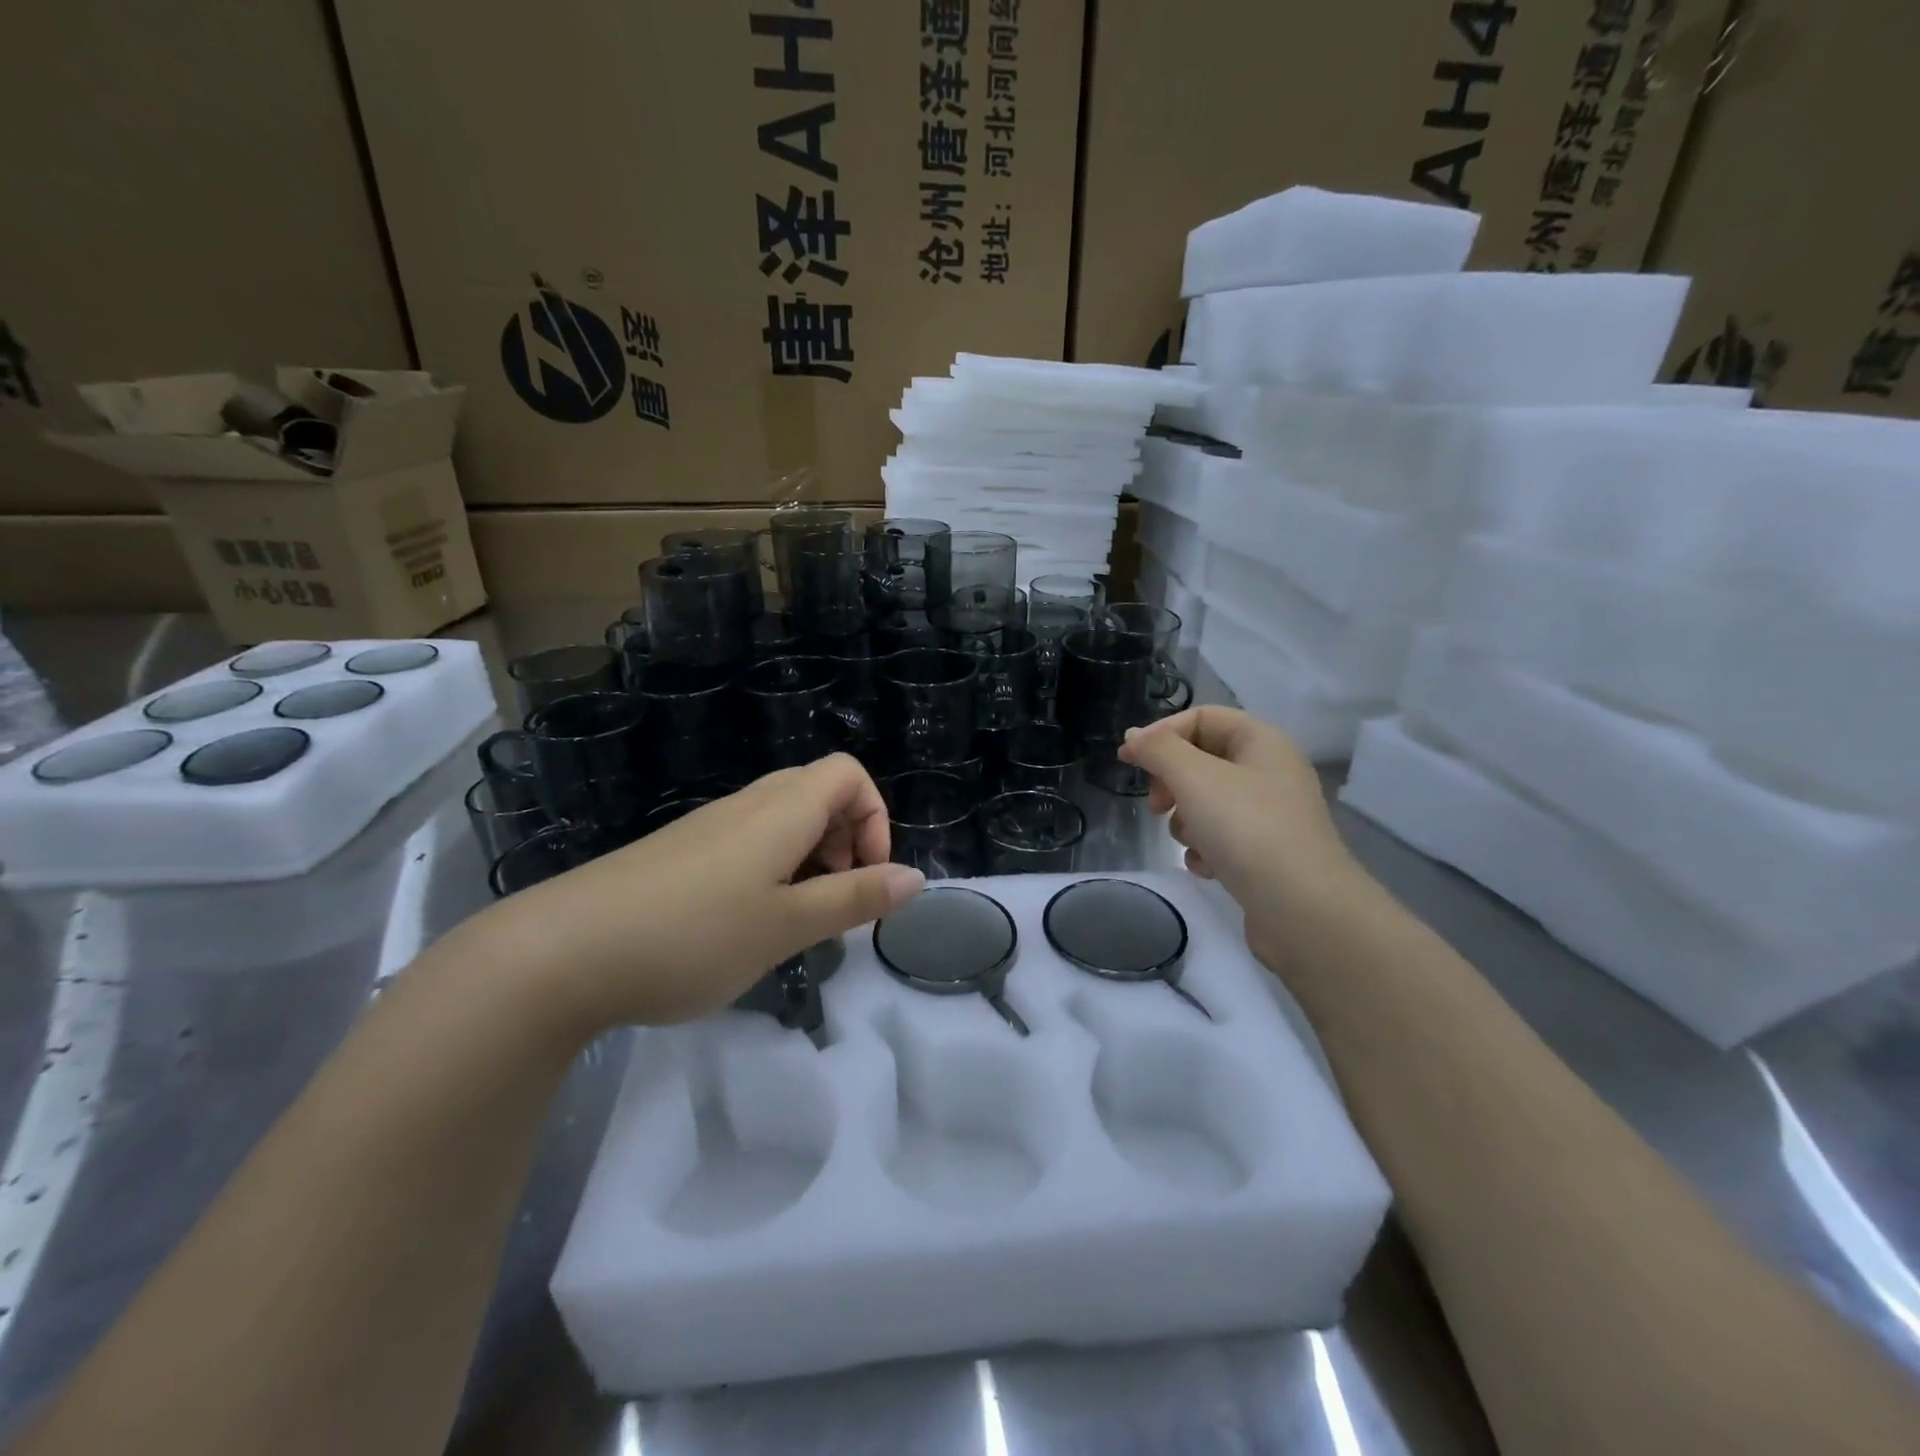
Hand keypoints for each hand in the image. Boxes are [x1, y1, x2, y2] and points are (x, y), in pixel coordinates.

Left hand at [474, 755, 923, 1033]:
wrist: (559, 954)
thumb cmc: (691, 936)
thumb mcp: (786, 925)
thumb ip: (854, 899)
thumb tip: (916, 878)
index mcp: (781, 810)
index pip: (848, 773)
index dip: (875, 817)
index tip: (867, 877)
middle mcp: (747, 805)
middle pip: (817, 793)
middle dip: (845, 842)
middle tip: (834, 902)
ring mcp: (707, 827)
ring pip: (781, 821)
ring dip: (808, 861)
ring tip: (794, 923)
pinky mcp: (678, 854)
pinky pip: (745, 844)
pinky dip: (769, 873)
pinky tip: (744, 926)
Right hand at [1118, 707, 1366, 939]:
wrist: (1302, 909)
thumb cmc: (1247, 829)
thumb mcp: (1194, 777)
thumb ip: (1158, 750)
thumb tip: (1134, 737)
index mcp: (1261, 741)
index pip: (1201, 718)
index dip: (1161, 734)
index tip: (1128, 761)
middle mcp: (1269, 771)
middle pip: (1202, 760)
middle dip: (1171, 781)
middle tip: (1157, 805)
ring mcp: (1270, 814)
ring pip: (1207, 801)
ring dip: (1186, 820)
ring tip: (1190, 841)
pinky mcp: (1265, 852)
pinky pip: (1221, 836)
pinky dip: (1205, 848)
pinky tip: (1206, 866)